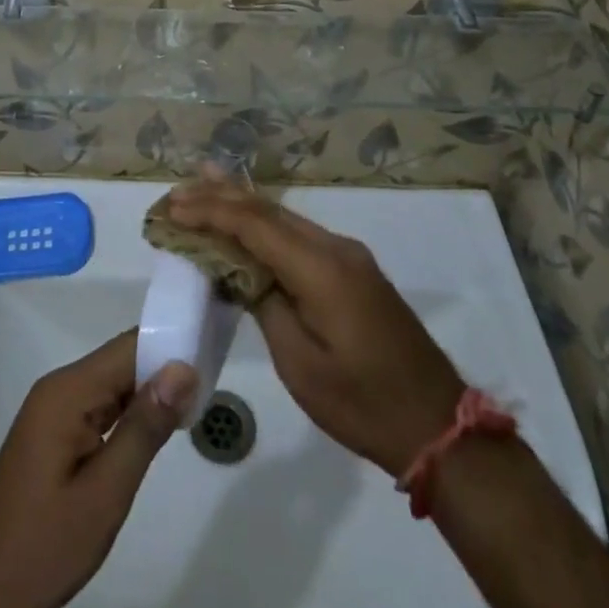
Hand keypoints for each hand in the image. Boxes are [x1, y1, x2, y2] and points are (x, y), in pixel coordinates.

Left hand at [0, 330, 198, 607]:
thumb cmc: (44, 545)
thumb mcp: (105, 493)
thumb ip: (144, 428)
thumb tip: (182, 368)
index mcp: (68, 391)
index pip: (129, 346)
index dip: (171, 344)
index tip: (213, 350)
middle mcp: (59, 388)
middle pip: (121, 361)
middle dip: (165, 369)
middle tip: (213, 382)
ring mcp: (53, 410)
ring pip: (112, 385)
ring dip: (150, 393)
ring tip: (197, 402)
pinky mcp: (53, 433)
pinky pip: (99, 407)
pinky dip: (129, 413)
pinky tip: (157, 429)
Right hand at [166, 178, 463, 477]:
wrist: (436, 424)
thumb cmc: (362, 403)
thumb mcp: (300, 363)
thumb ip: (265, 303)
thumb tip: (239, 269)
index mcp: (321, 268)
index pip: (254, 224)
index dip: (210, 212)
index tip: (172, 208)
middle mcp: (334, 247)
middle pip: (269, 210)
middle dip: (221, 197)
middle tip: (178, 189)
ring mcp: (347, 255)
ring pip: (284, 217)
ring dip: (242, 203)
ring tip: (204, 183)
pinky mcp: (352, 268)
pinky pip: (298, 234)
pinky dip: (264, 224)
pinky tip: (246, 219)